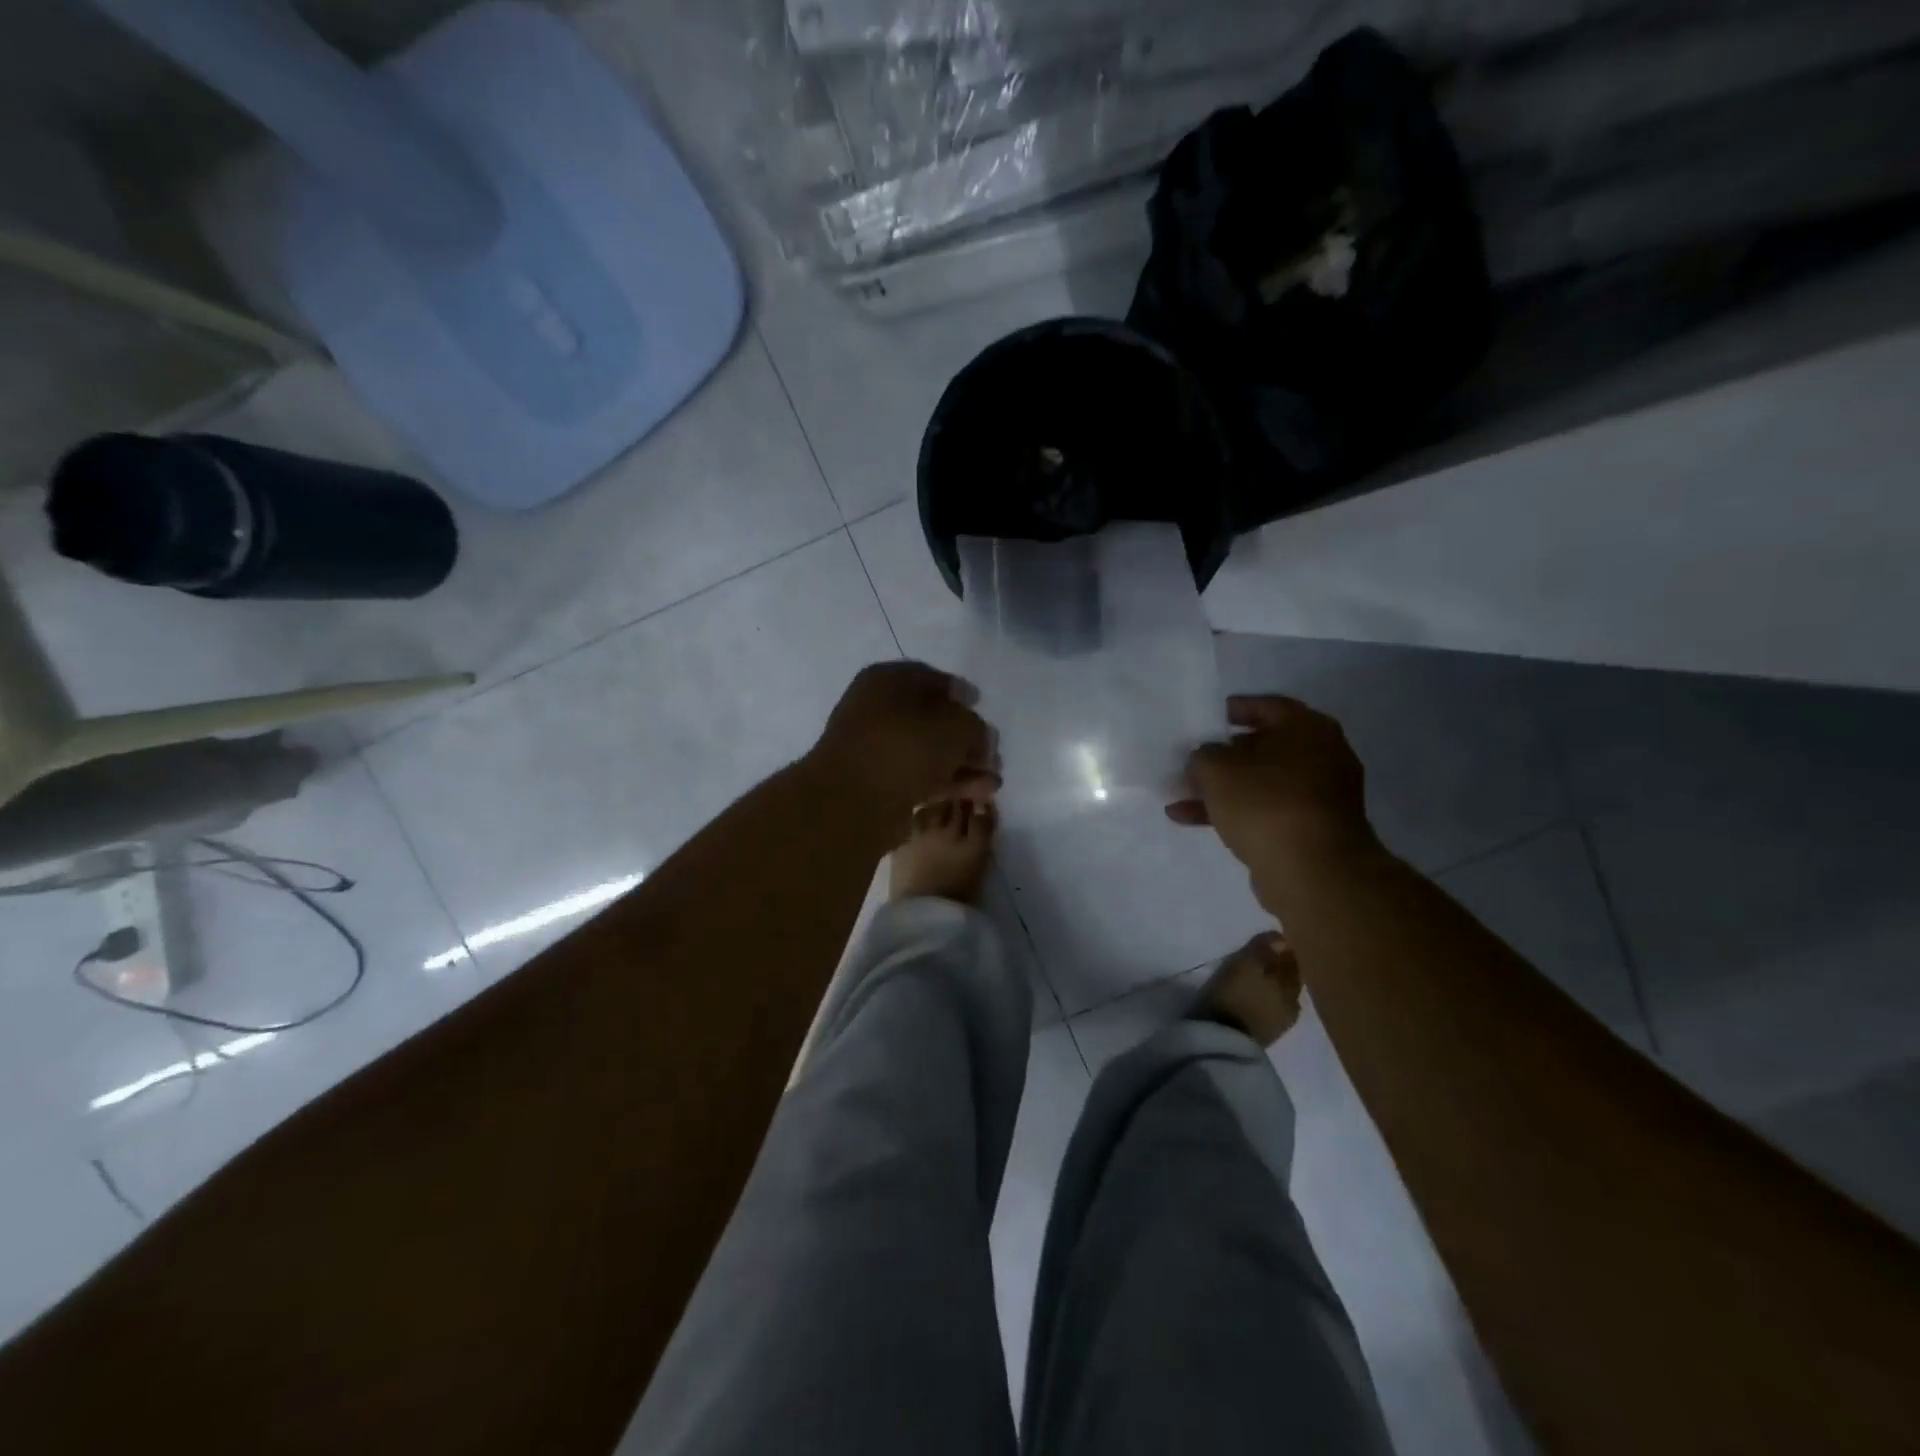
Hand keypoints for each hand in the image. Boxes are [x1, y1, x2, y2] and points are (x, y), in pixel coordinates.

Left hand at [812, 662, 997, 812]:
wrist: (854, 800)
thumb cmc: (906, 746)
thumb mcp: (956, 726)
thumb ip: (975, 727)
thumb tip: (980, 738)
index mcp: (886, 680)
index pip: (930, 677)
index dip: (960, 691)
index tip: (980, 705)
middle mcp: (876, 710)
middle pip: (931, 718)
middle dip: (966, 736)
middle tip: (992, 752)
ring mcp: (875, 749)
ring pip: (928, 751)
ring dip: (962, 763)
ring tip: (994, 780)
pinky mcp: (879, 784)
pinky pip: (920, 776)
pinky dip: (949, 782)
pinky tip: (979, 792)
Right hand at [1166, 695, 1375, 869]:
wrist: (1313, 872)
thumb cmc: (1266, 803)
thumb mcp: (1216, 769)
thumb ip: (1203, 756)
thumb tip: (1206, 760)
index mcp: (1308, 730)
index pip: (1269, 706)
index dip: (1237, 709)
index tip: (1210, 718)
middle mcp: (1322, 757)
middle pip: (1266, 747)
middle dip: (1225, 755)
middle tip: (1194, 758)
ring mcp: (1320, 797)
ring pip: (1262, 783)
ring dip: (1222, 788)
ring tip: (1181, 793)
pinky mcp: (1310, 831)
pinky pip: (1265, 812)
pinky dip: (1233, 813)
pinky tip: (1189, 819)